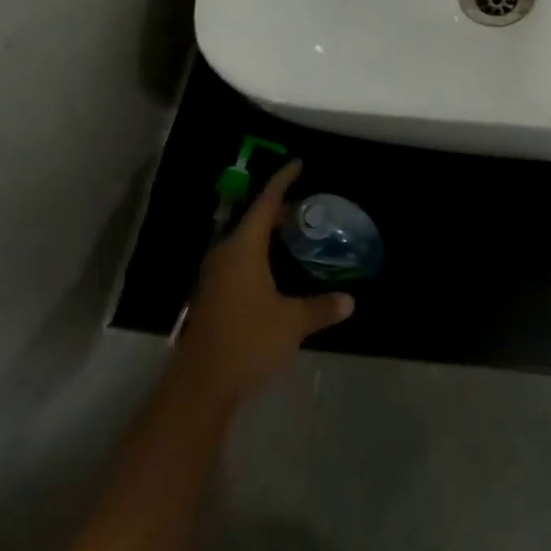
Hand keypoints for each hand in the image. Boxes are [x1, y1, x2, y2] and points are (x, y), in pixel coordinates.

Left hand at [175, 160, 352, 406]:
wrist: (201, 385)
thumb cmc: (248, 340)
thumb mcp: (292, 322)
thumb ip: (321, 307)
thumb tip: (349, 300)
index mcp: (243, 249)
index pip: (266, 203)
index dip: (283, 182)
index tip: (298, 165)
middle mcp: (225, 254)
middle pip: (253, 220)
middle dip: (278, 210)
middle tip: (305, 206)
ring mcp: (214, 276)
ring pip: (244, 242)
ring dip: (267, 234)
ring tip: (293, 233)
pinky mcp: (212, 295)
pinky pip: (238, 260)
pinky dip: (258, 254)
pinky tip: (275, 269)